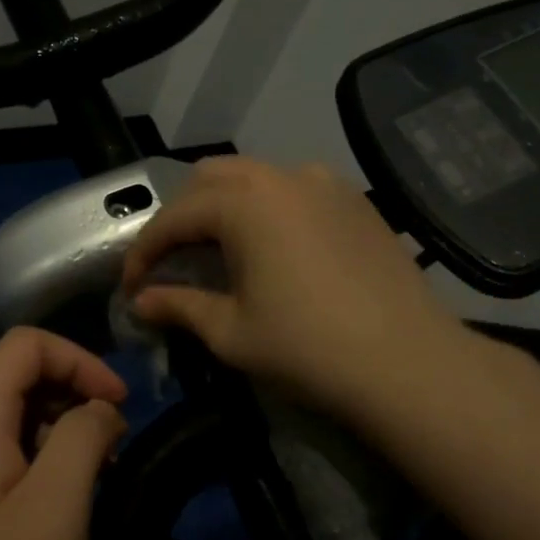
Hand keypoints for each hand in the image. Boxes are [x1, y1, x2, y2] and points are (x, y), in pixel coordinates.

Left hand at [0, 327, 127, 539]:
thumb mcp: (58, 514)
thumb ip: (81, 438)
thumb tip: (97, 409)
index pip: (22, 345)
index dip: (78, 359)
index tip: (117, 406)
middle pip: (12, 379)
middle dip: (71, 397)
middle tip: (110, 450)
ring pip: (4, 420)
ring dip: (55, 433)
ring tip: (89, 483)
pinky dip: (32, 463)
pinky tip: (52, 513)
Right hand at [123, 157, 472, 425]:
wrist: (407, 362)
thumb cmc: (307, 348)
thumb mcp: (231, 332)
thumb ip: (178, 306)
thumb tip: (140, 302)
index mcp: (244, 202)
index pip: (175, 217)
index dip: (145, 251)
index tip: (131, 286)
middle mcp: (282, 177)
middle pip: (212, 178)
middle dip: (183, 215)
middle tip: (174, 260)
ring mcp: (325, 184)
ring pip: (256, 177)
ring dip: (225, 205)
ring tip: (220, 250)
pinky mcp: (355, 201)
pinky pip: (295, 189)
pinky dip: (268, 208)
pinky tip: (274, 247)